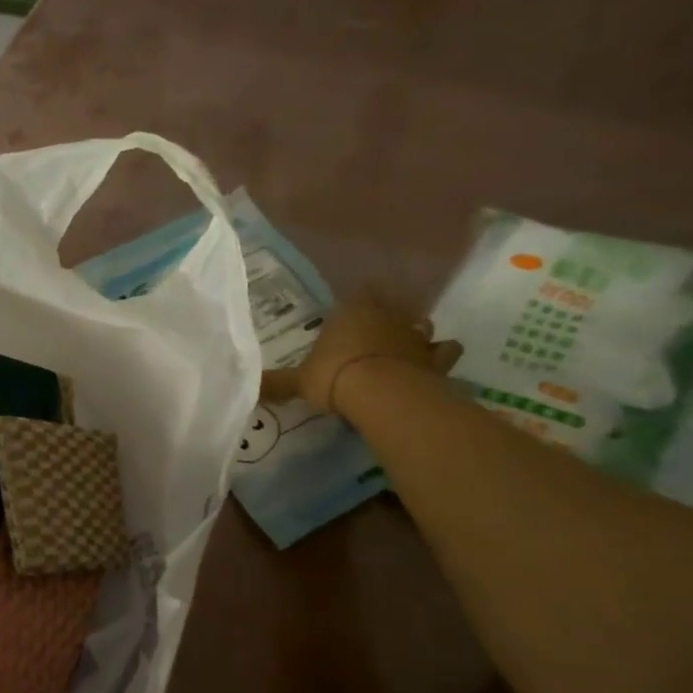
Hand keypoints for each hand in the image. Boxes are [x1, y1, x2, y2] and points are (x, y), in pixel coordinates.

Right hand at [258, 299, 461, 412]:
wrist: (382, 393)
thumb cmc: (334, 377)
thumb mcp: (298, 382)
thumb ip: (278, 383)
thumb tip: (248, 388)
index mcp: (350, 312)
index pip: (352, 299)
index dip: (350, 308)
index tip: (345, 319)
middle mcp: (385, 315)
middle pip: (388, 309)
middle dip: (382, 319)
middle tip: (372, 336)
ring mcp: (414, 335)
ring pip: (419, 325)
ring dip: (414, 334)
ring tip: (404, 348)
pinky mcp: (436, 358)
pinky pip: (444, 352)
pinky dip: (440, 356)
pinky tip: (434, 364)